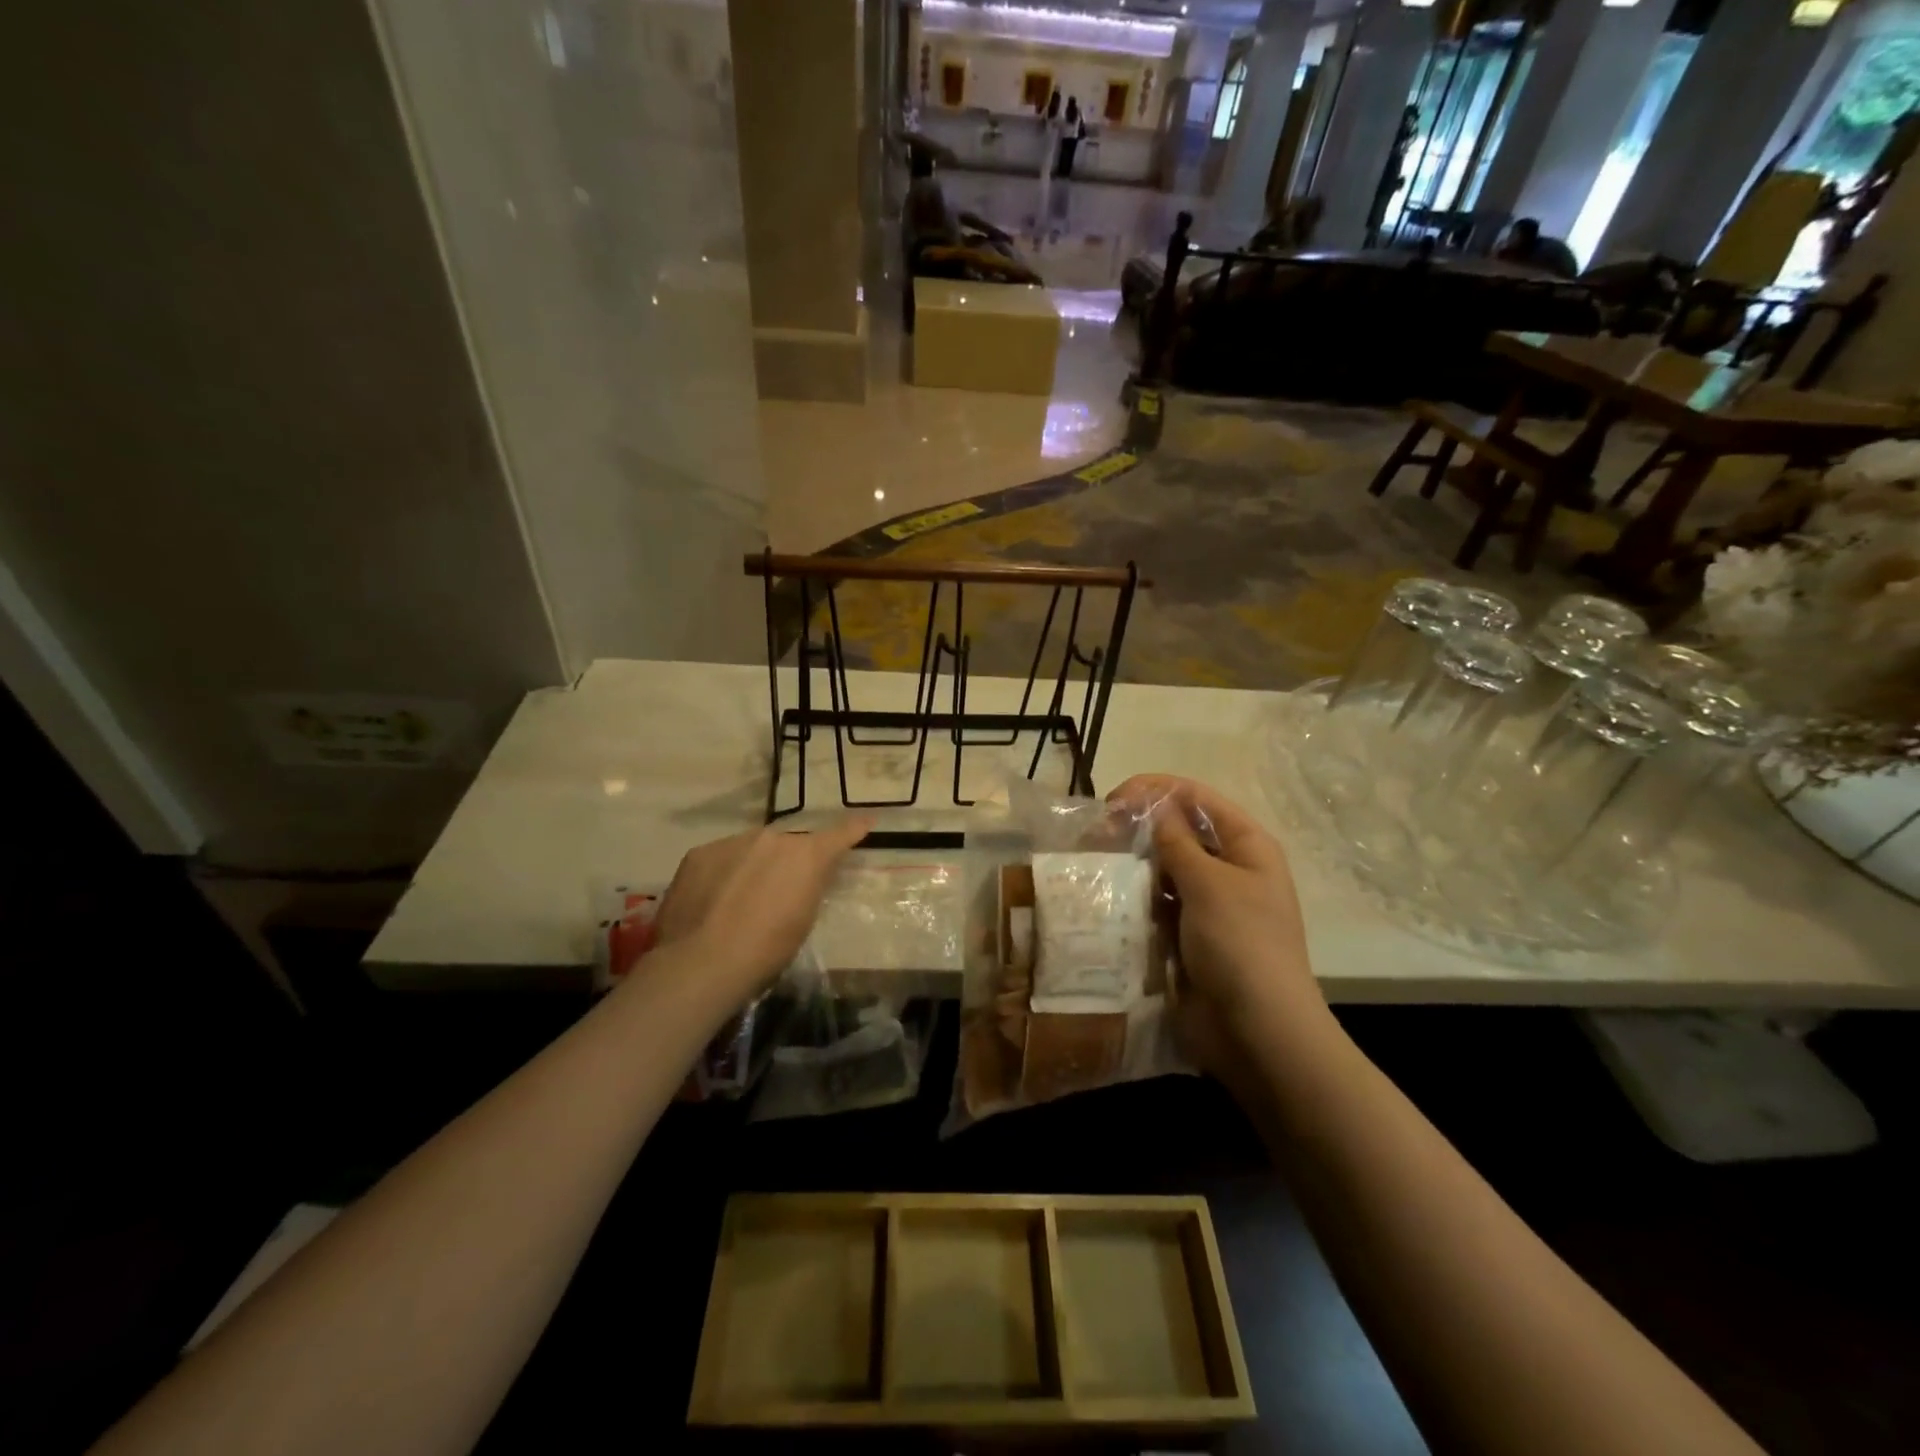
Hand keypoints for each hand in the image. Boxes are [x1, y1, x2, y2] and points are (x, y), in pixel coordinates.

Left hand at [649, 817, 872, 1007]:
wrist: (702, 962)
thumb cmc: (766, 950)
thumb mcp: (803, 920)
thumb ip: (808, 886)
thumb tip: (804, 877)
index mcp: (806, 856)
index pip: (839, 836)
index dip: (854, 829)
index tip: (867, 820)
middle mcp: (772, 838)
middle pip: (787, 845)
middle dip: (787, 862)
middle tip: (778, 892)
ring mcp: (732, 841)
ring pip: (751, 849)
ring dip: (753, 866)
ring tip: (740, 900)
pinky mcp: (699, 852)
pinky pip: (720, 858)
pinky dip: (722, 873)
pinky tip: (712, 901)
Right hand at [1107, 776, 1320, 1073]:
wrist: (1258, 1032)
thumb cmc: (1241, 945)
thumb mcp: (1209, 884)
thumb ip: (1177, 840)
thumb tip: (1153, 805)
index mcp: (1247, 846)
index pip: (1198, 798)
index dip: (1156, 790)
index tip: (1112, 800)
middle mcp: (1229, 868)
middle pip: (1180, 830)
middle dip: (1140, 827)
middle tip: (1097, 833)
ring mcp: (1208, 904)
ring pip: (1164, 868)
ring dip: (1134, 863)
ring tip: (1096, 863)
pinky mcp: (1187, 934)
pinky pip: (1156, 903)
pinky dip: (1135, 897)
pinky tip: (1108, 897)